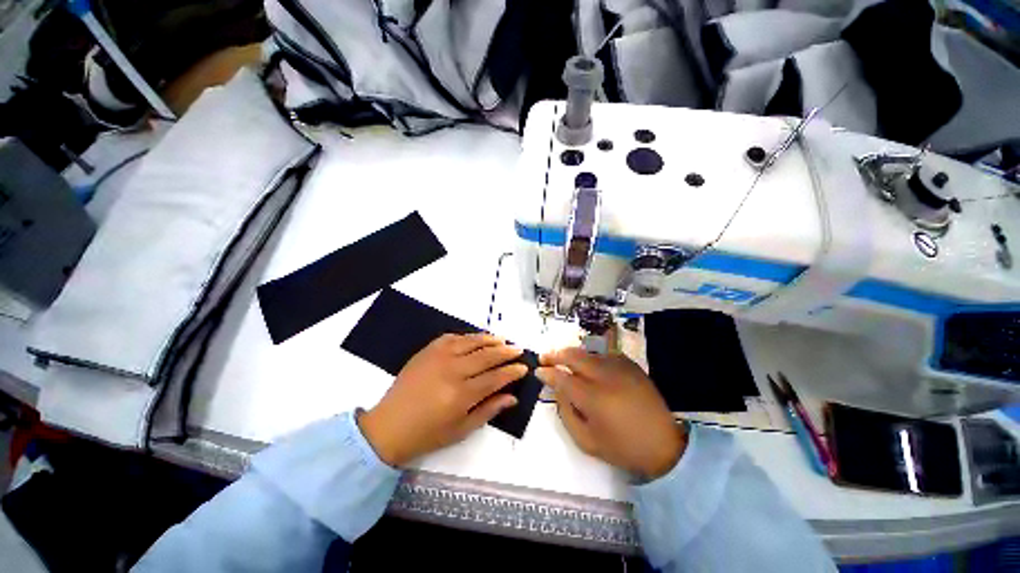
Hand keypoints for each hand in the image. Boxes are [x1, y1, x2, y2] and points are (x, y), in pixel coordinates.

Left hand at [359, 333, 526, 466]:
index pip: (495, 378)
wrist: (389, 426)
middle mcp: (452, 371)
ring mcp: (439, 357)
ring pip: (471, 342)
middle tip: (518, 349)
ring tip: (503, 339)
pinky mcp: (428, 350)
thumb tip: (512, 397)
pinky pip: (453, 337)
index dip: (512, 371)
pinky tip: (476, 338)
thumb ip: (489, 410)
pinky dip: (468, 336)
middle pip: (487, 356)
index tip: (523, 367)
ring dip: (490, 339)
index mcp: (461, 395)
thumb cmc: (427, 434)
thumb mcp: (461, 430)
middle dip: (506, 351)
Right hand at [536, 345, 686, 479]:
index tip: (537, 370)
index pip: (561, 378)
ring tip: (564, 360)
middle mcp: (604, 376)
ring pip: (587, 352)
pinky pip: (604, 354)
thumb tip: (557, 389)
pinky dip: (591, 357)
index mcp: (593, 398)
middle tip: (545, 357)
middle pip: (573, 356)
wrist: (664, 444)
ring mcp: (619, 367)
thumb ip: (566, 413)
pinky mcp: (630, 365)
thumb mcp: (587, 441)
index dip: (546, 372)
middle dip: (555, 355)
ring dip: (572, 355)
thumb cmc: (622, 447)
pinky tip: (590, 366)